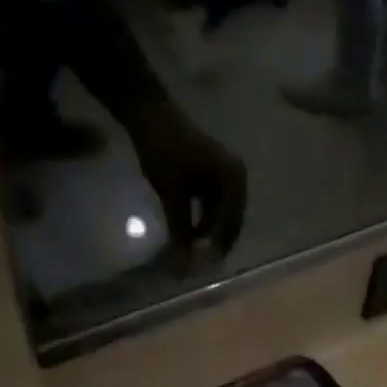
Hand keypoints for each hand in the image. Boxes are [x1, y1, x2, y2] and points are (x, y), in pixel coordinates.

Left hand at [128, 100, 247, 265]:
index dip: (217, 250)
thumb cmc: (165, 154)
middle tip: (197, 265)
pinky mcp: (211, 172)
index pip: (231, 226)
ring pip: (220, 213)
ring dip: (207, 232)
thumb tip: (183, 268)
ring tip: (190, 252)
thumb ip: (181, 233)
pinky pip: (212, 203)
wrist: (150, 116)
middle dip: (215, 243)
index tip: (201, 270)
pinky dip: (201, 218)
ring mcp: (225, 173)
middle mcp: (237, 177)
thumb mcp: (173, 197)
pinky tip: (186, 231)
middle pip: (230, 221)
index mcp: (234, 181)